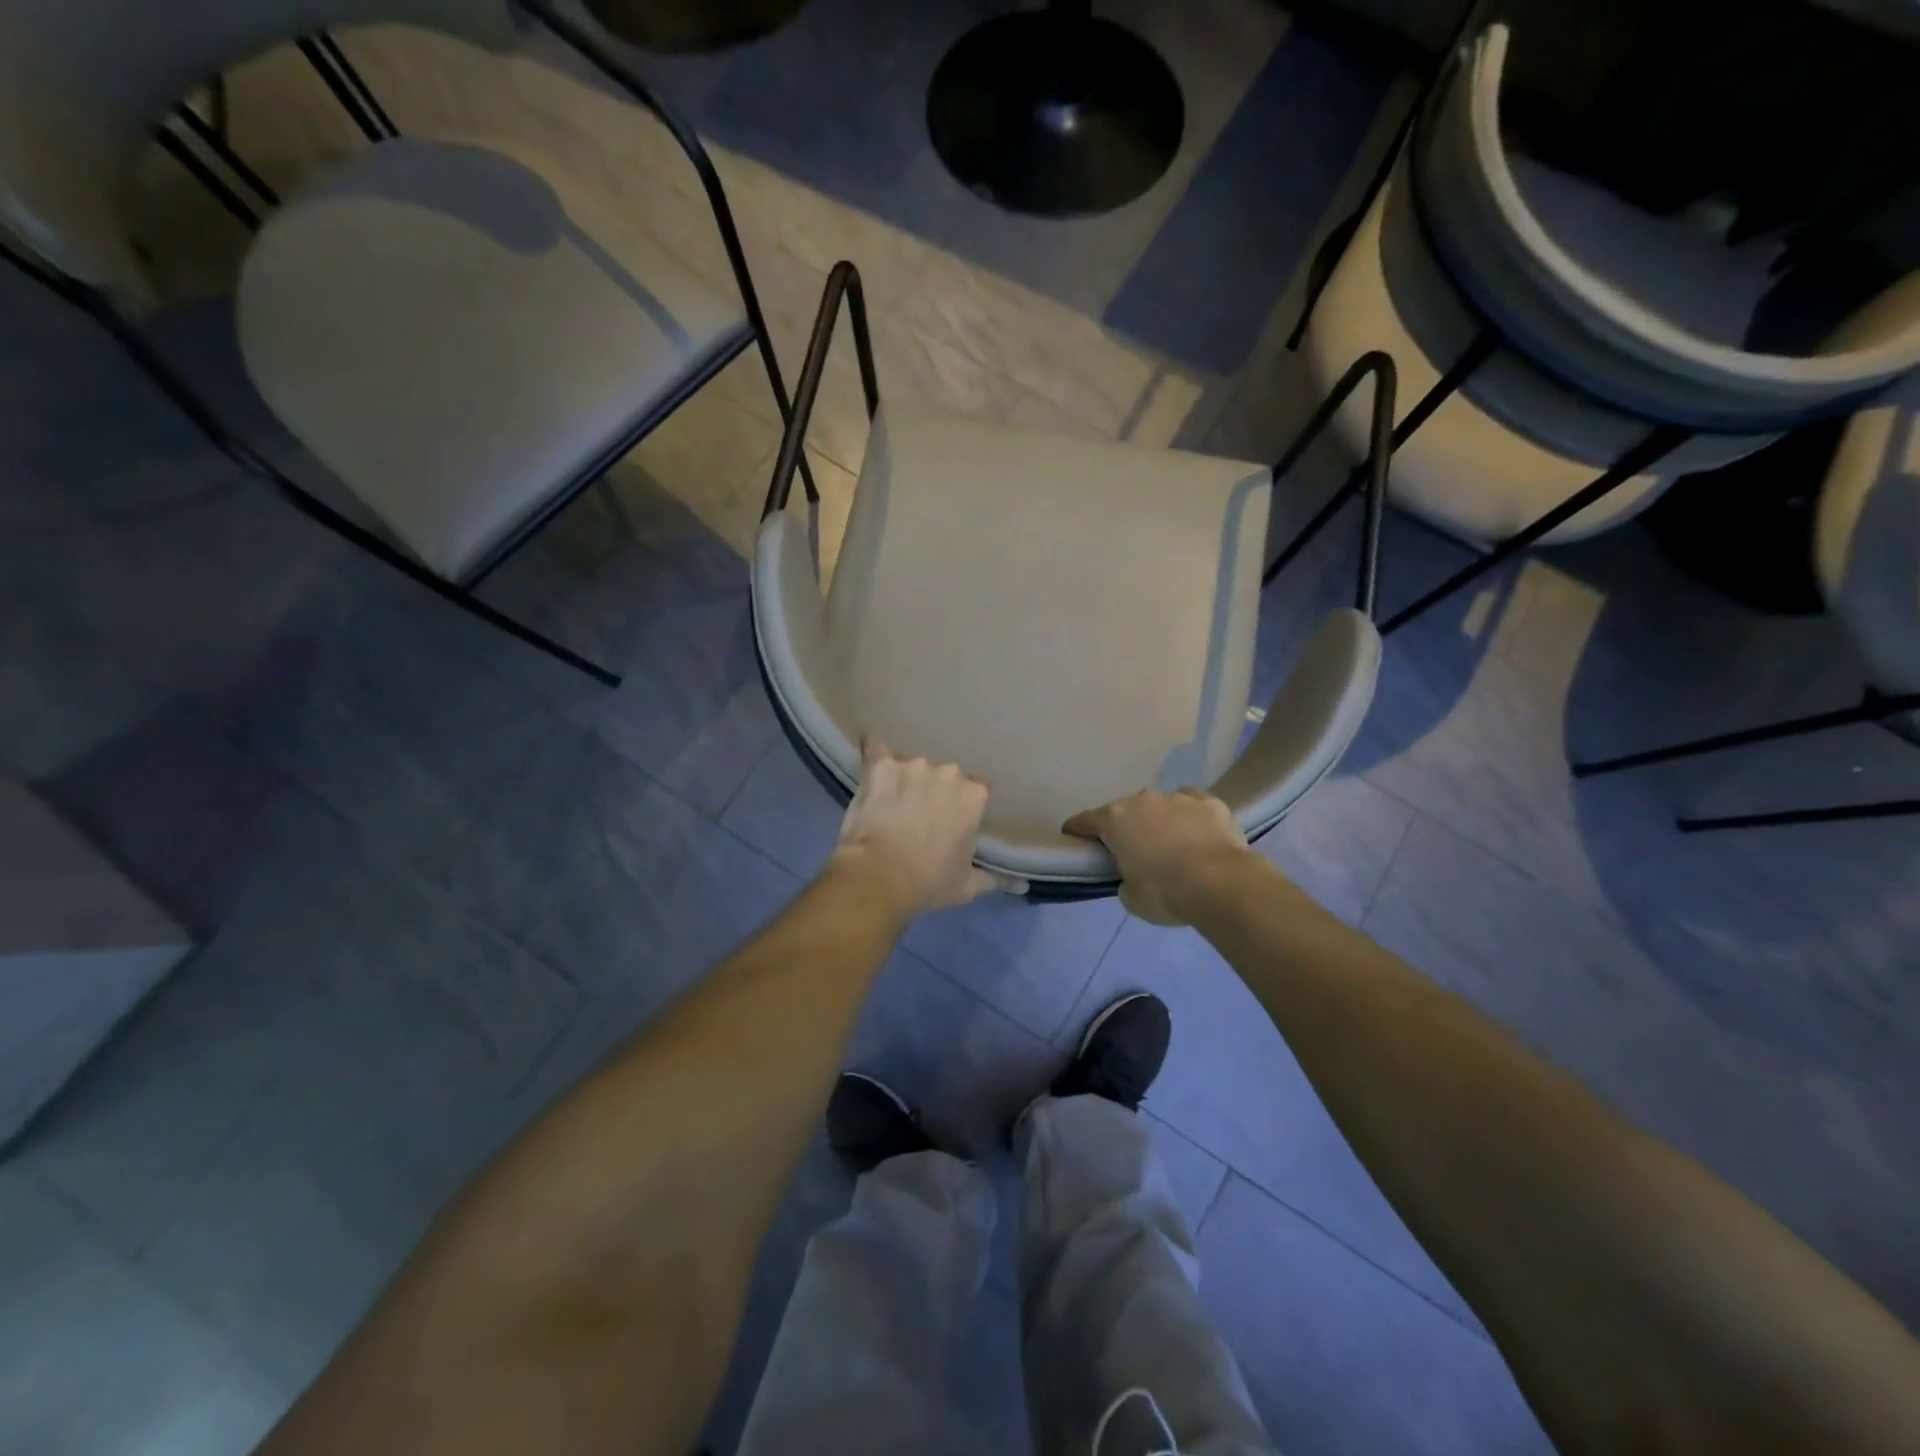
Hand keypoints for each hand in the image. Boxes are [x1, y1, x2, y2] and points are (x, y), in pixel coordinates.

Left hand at [832, 740, 1023, 919]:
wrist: (879, 877)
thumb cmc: (929, 882)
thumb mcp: (968, 885)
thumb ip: (997, 878)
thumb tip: (1023, 884)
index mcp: (974, 795)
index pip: (975, 790)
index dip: (962, 806)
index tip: (952, 822)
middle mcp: (948, 772)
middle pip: (945, 776)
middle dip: (935, 791)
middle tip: (921, 816)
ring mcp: (912, 765)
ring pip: (913, 766)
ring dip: (907, 779)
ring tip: (893, 802)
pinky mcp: (880, 766)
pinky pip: (876, 750)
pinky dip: (874, 754)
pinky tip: (870, 759)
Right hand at [1064, 788, 1255, 926]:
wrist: (1222, 884)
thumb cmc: (1165, 893)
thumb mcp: (1131, 898)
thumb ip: (1124, 881)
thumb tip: (1131, 877)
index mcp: (1115, 820)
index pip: (1084, 821)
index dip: (1076, 831)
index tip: (1075, 840)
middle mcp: (1142, 800)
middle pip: (1124, 811)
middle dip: (1124, 828)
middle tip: (1131, 852)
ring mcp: (1177, 797)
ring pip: (1159, 806)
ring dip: (1158, 822)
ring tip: (1170, 846)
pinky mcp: (1209, 802)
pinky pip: (1191, 805)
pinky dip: (1189, 817)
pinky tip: (1196, 833)